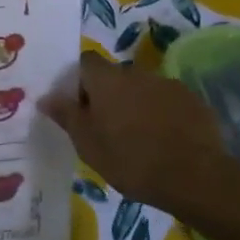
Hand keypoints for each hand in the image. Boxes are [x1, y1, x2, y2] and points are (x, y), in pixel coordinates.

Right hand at [38, 54, 239, 226]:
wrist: (194, 176)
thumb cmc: (130, 160)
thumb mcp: (88, 144)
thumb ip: (66, 115)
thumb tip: (45, 96)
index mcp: (106, 80)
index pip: (85, 62)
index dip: (79, 81)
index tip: (80, 108)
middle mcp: (136, 73)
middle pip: (114, 77)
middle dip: (109, 96)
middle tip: (107, 129)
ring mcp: (167, 84)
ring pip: (142, 89)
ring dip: (136, 105)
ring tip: (138, 138)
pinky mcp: (192, 100)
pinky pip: (167, 101)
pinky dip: (162, 114)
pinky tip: (165, 141)